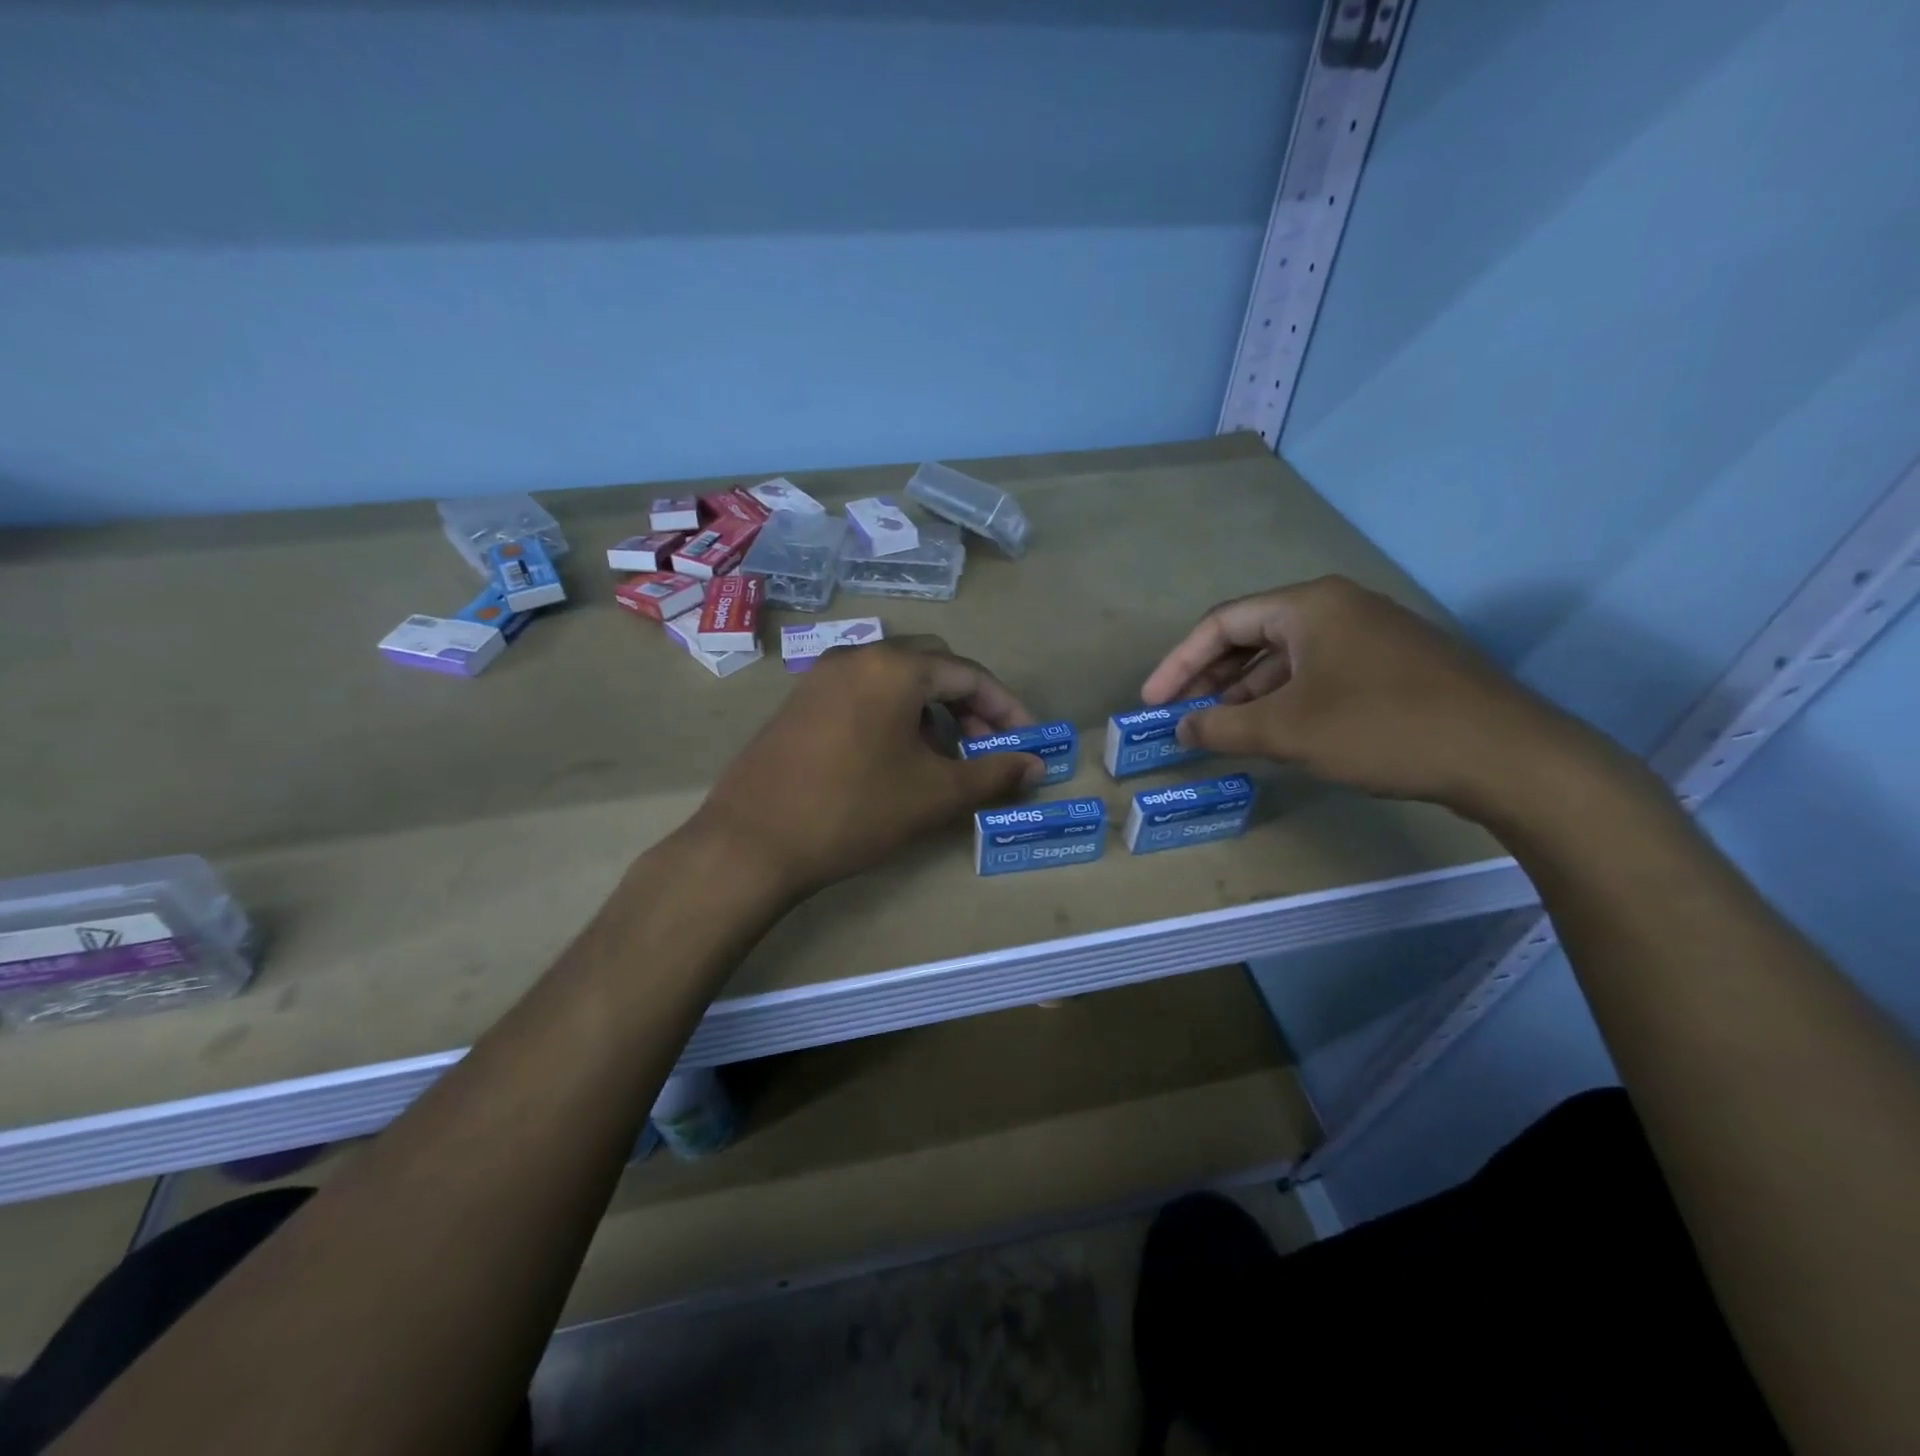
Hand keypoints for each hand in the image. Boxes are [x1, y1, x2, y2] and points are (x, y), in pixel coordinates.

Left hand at [695, 637, 1045, 897]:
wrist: (752, 843)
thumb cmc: (854, 811)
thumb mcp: (934, 794)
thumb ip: (994, 773)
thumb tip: (1037, 766)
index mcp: (893, 666)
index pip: (969, 674)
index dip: (1007, 708)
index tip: (1028, 743)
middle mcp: (857, 656)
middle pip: (933, 666)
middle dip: (969, 704)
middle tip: (986, 748)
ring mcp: (822, 677)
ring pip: (896, 680)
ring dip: (932, 711)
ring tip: (944, 758)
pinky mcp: (801, 702)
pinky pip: (864, 694)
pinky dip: (895, 715)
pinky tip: (897, 758)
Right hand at [1141, 576, 1606, 817]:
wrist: (1505, 755)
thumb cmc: (1381, 728)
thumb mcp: (1287, 731)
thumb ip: (1222, 727)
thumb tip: (1181, 728)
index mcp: (1309, 605)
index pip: (1222, 623)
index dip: (1178, 663)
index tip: (1153, 702)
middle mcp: (1339, 608)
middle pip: (1253, 636)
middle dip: (1211, 678)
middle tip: (1184, 716)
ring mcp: (1371, 636)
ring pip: (1287, 658)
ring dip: (1247, 693)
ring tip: (1222, 730)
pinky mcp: (1393, 667)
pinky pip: (1318, 674)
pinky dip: (1285, 700)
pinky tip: (1275, 732)